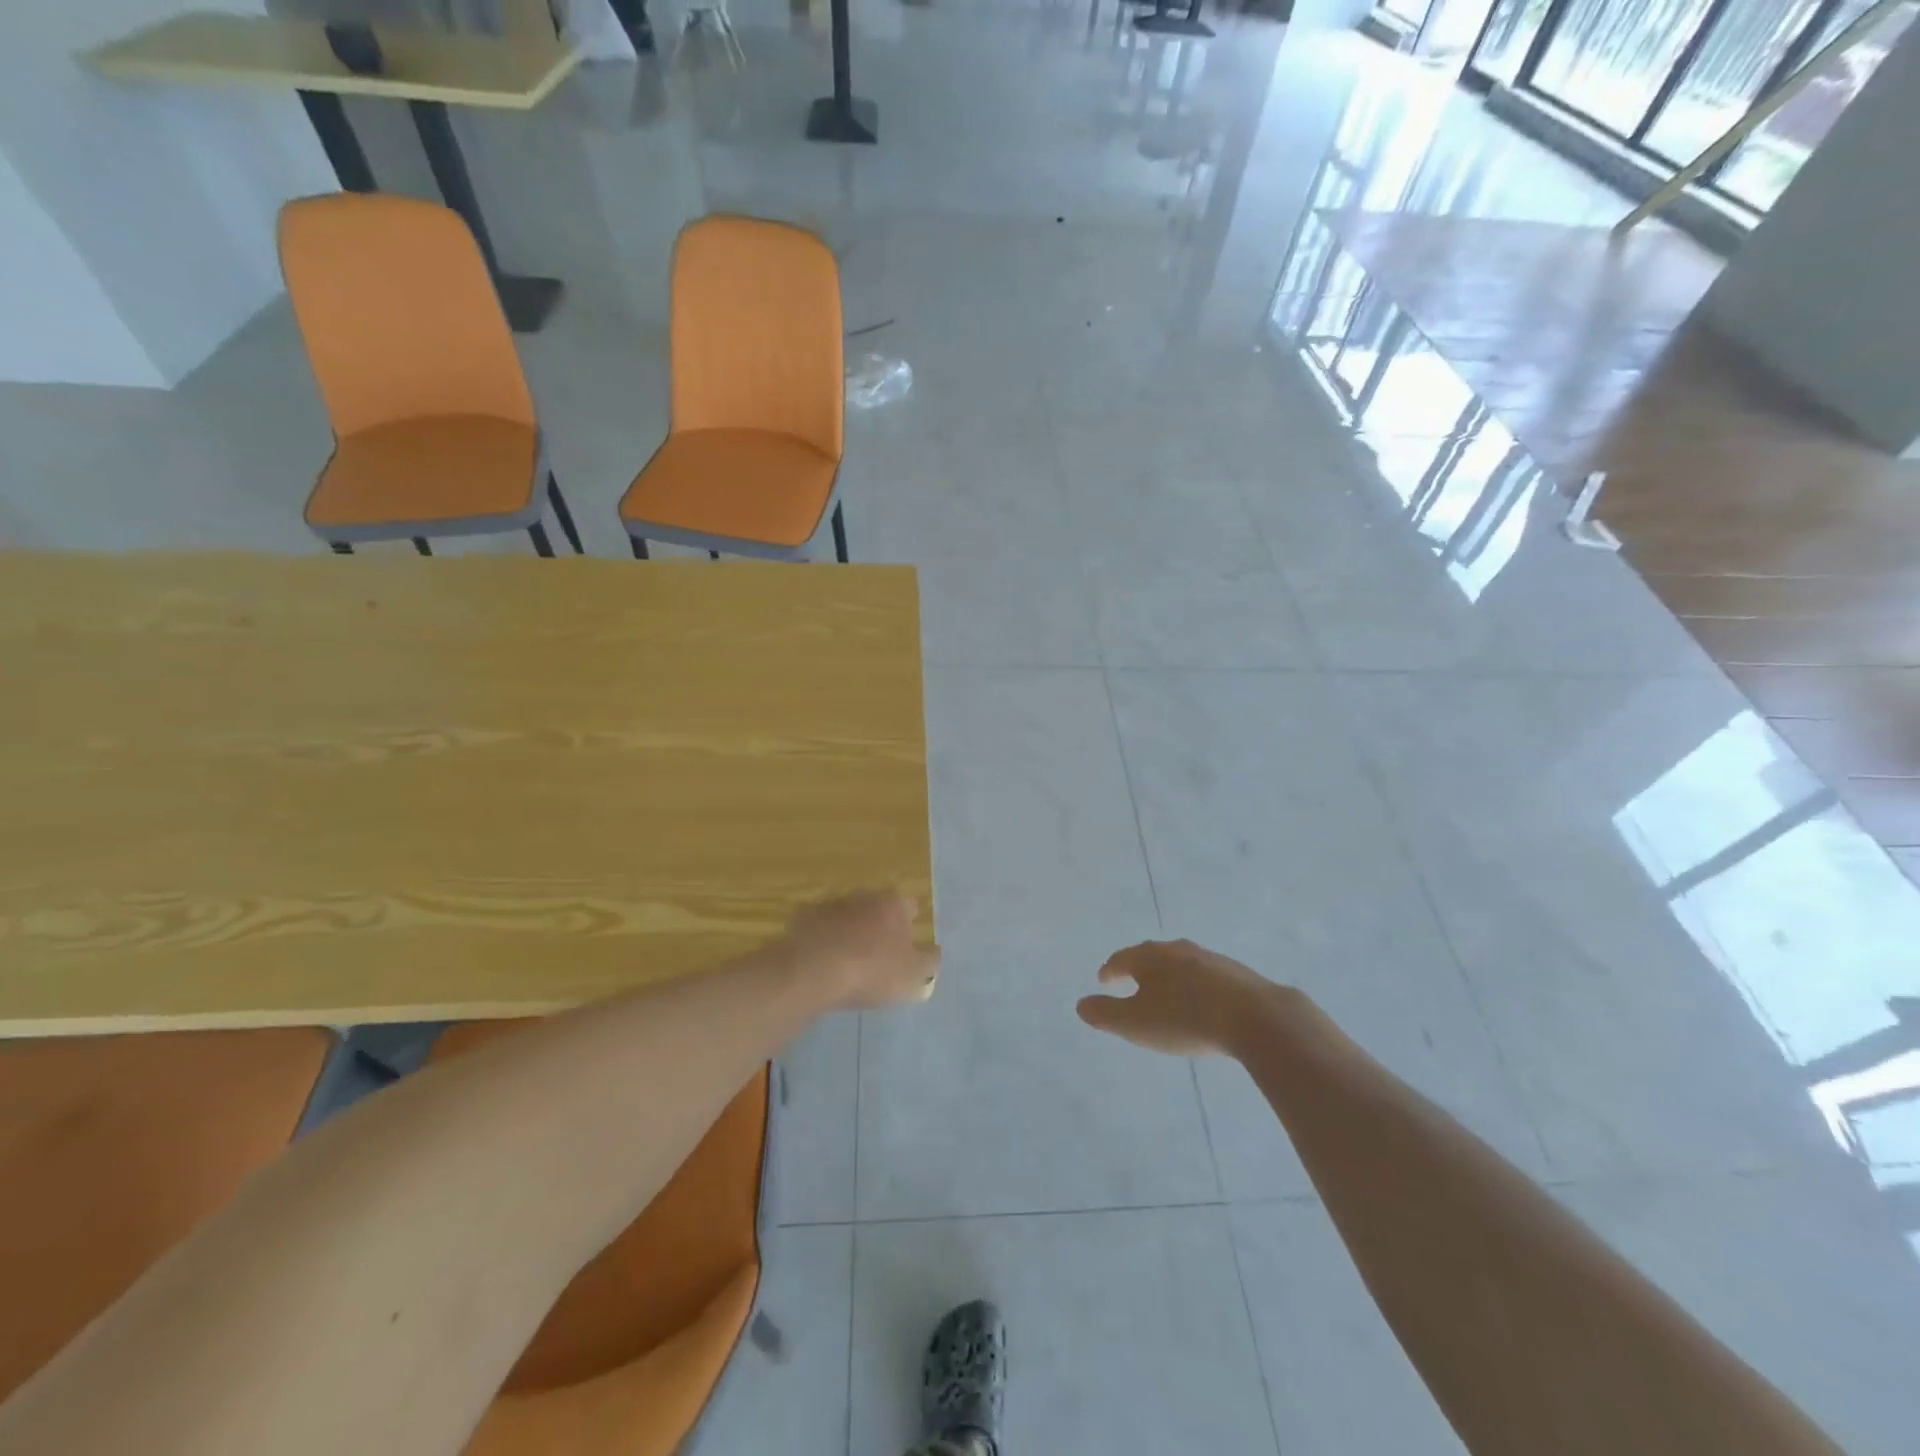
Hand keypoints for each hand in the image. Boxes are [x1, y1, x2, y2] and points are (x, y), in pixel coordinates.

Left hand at [785, 891, 939, 1010]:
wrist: (813, 971)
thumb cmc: (871, 970)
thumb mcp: (912, 975)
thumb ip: (929, 962)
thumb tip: (934, 952)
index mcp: (893, 905)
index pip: (910, 906)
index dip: (911, 924)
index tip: (908, 943)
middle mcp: (863, 897)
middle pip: (877, 908)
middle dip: (880, 925)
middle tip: (879, 953)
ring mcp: (831, 905)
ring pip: (848, 915)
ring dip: (851, 931)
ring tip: (849, 959)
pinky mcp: (803, 919)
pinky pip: (820, 928)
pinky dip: (824, 939)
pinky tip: (822, 961)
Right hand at [1076, 939, 1279, 1056]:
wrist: (1256, 1017)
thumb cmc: (1186, 1019)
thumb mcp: (1136, 1023)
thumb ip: (1105, 1014)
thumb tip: (1081, 1004)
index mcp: (1150, 957)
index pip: (1122, 958)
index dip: (1110, 970)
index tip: (1103, 979)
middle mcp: (1178, 949)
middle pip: (1151, 956)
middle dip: (1139, 968)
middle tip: (1131, 982)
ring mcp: (1210, 958)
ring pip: (1180, 964)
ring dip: (1169, 976)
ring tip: (1165, 993)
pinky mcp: (1236, 973)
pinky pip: (1205, 976)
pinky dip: (1194, 985)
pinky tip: (1200, 1002)